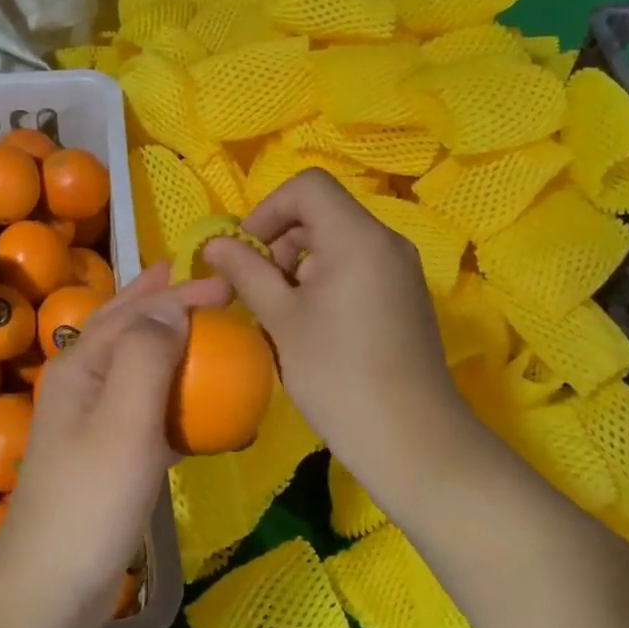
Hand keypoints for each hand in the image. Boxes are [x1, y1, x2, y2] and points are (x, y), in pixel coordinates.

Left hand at [0, 264, 228, 627]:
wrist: (51, 583)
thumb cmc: (92, 496)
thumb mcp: (125, 420)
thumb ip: (147, 356)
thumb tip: (171, 307)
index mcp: (81, 365)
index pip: (134, 311)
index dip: (178, 293)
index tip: (224, 285)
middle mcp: (81, 382)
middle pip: (121, 326)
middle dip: (156, 299)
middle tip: (193, 279)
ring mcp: (90, 419)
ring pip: (132, 363)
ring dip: (163, 339)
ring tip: (193, 325)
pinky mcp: (106, 453)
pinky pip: (144, 406)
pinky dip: (170, 393)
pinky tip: (193, 404)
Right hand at [201, 171, 481, 512]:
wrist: (413, 440)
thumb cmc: (338, 374)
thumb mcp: (281, 319)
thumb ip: (246, 272)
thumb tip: (214, 244)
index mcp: (357, 237)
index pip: (308, 186)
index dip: (269, 209)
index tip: (249, 252)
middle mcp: (386, 241)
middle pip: (323, 211)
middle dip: (282, 239)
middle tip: (260, 288)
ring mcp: (401, 269)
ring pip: (339, 240)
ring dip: (300, 262)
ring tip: (283, 311)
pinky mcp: (405, 296)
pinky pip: (357, 265)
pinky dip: (326, 278)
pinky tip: (313, 325)